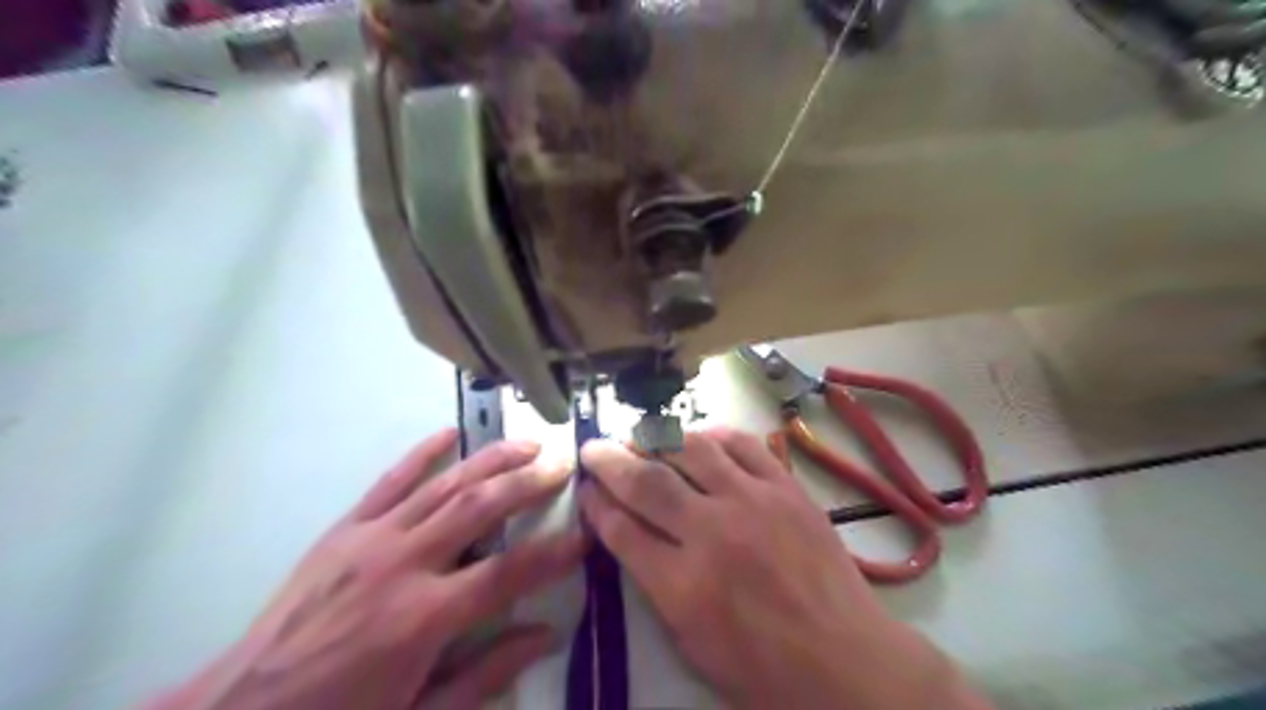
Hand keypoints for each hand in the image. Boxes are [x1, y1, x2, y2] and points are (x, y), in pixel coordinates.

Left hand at [148, 429, 581, 709]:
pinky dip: (422, 453)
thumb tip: (546, 634)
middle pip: (480, 508)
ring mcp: (371, 539)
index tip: (587, 532)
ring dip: (491, 459)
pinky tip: (450, 433)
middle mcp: (403, 565)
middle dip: (528, 483)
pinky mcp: (344, 530)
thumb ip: (486, 674)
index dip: (555, 551)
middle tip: (562, 466)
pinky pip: (390, 481)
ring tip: (527, 444)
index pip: (510, 572)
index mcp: (425, 618)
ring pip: (444, 485)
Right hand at [577, 428, 986, 709]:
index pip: (621, 529)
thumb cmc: (763, 667)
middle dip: (610, 460)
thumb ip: (655, 585)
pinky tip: (699, 438)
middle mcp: (712, 533)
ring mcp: (753, 502)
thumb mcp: (691, 643)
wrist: (844, 660)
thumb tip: (629, 534)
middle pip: (646, 481)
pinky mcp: (786, 488)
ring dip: (657, 438)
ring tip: (641, 437)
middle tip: (594, 448)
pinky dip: (714, 435)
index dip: (595, 504)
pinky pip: (743, 445)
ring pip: (692, 449)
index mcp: (683, 585)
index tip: (585, 489)